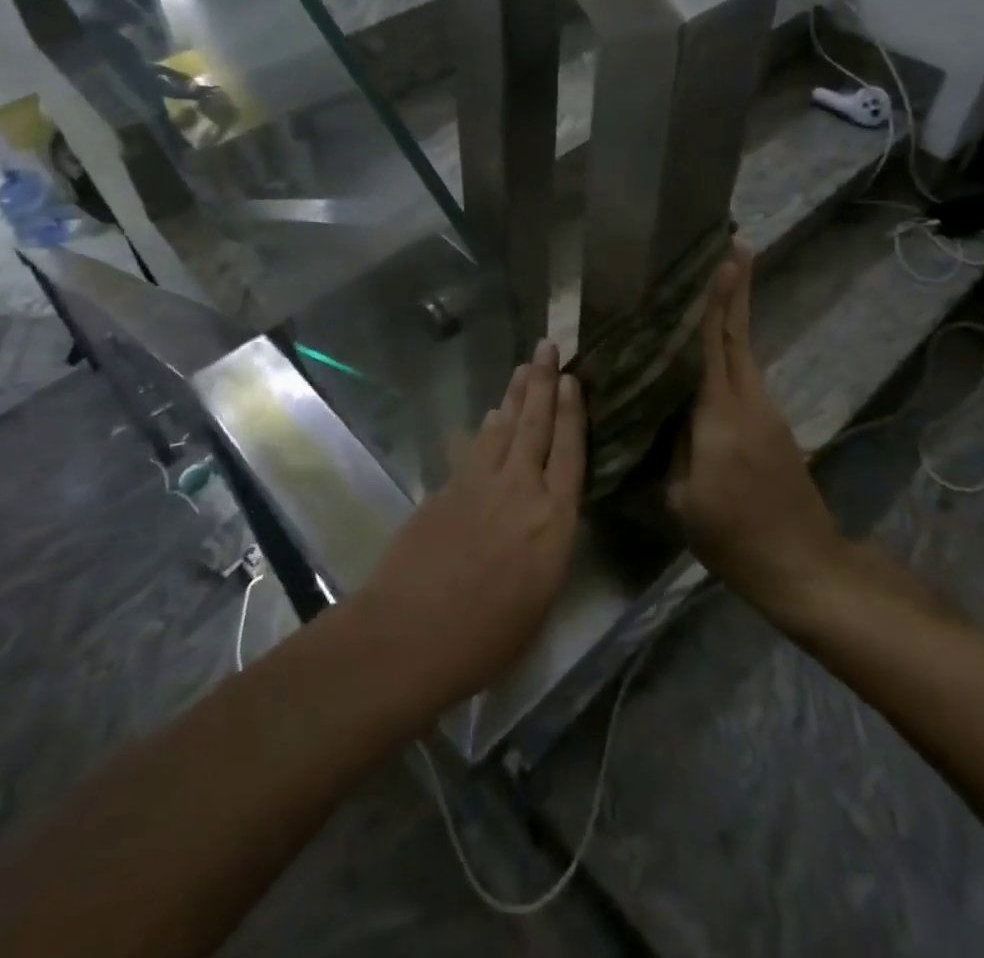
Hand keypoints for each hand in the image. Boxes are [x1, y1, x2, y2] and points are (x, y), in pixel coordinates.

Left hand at [354, 340, 585, 707]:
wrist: (410, 634)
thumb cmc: (487, 637)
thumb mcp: (539, 597)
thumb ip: (546, 544)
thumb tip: (544, 512)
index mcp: (553, 521)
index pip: (570, 453)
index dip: (572, 413)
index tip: (573, 380)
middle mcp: (520, 490)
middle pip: (536, 426)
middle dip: (543, 383)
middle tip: (547, 347)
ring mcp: (479, 485)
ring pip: (502, 428)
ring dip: (514, 396)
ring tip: (524, 369)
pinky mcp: (446, 488)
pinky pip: (473, 448)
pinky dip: (485, 429)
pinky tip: (489, 417)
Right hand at [667, 246, 843, 615]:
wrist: (804, 566)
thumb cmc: (733, 536)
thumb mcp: (682, 498)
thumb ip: (672, 443)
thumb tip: (664, 405)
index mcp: (720, 415)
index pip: (716, 344)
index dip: (719, 299)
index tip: (725, 256)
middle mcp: (748, 401)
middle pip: (738, 334)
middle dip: (737, 288)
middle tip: (734, 243)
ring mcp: (766, 412)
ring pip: (744, 350)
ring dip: (734, 313)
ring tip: (718, 282)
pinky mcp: (773, 425)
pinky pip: (745, 374)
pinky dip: (731, 347)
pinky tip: (713, 345)